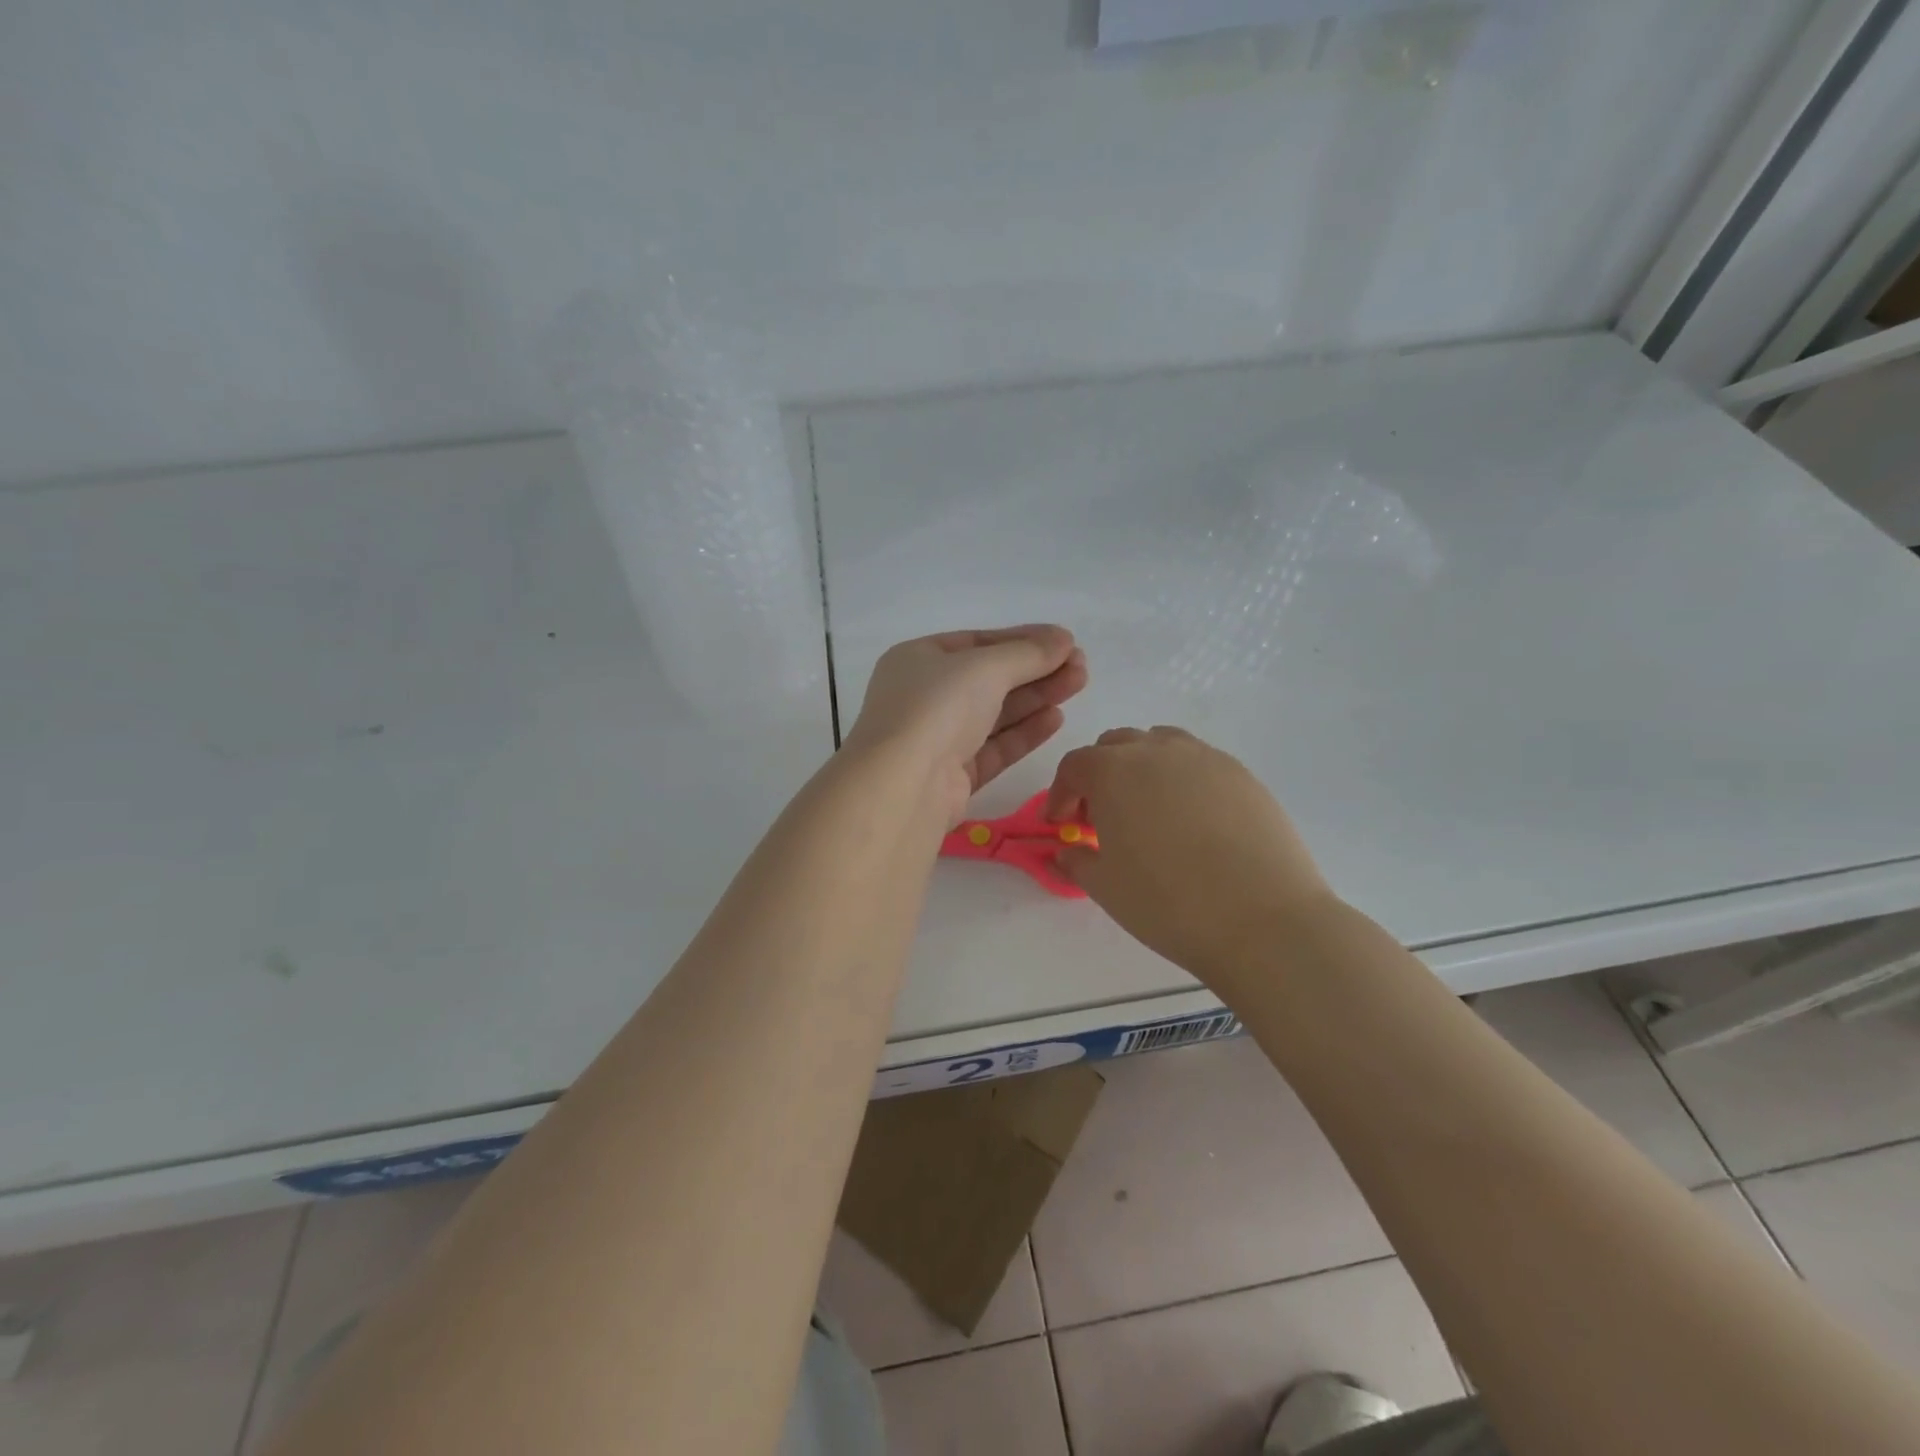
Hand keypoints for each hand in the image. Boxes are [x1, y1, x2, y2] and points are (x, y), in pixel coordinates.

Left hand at [846, 626, 1088, 823]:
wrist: (904, 785)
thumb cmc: (936, 708)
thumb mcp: (984, 667)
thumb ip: (1028, 653)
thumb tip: (1063, 639)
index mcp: (918, 660)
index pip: (977, 643)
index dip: (1022, 640)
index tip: (1064, 642)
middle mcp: (924, 697)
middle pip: (989, 679)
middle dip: (1035, 670)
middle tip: (1081, 666)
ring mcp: (938, 738)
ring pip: (995, 713)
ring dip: (1036, 697)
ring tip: (1078, 684)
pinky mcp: (953, 776)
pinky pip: (994, 747)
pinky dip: (1024, 732)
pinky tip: (1057, 718)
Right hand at [1047, 726, 1333, 986]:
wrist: (1263, 920)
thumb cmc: (1168, 902)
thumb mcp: (1105, 887)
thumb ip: (1076, 861)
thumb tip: (1066, 852)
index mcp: (1113, 771)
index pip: (1075, 766)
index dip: (1061, 793)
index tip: (1062, 824)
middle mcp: (1157, 750)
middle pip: (1116, 745)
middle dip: (1100, 775)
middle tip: (1103, 818)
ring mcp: (1205, 758)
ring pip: (1161, 745)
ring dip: (1143, 769)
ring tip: (1149, 812)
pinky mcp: (1243, 775)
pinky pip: (1199, 763)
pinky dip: (1183, 780)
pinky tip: (1193, 822)